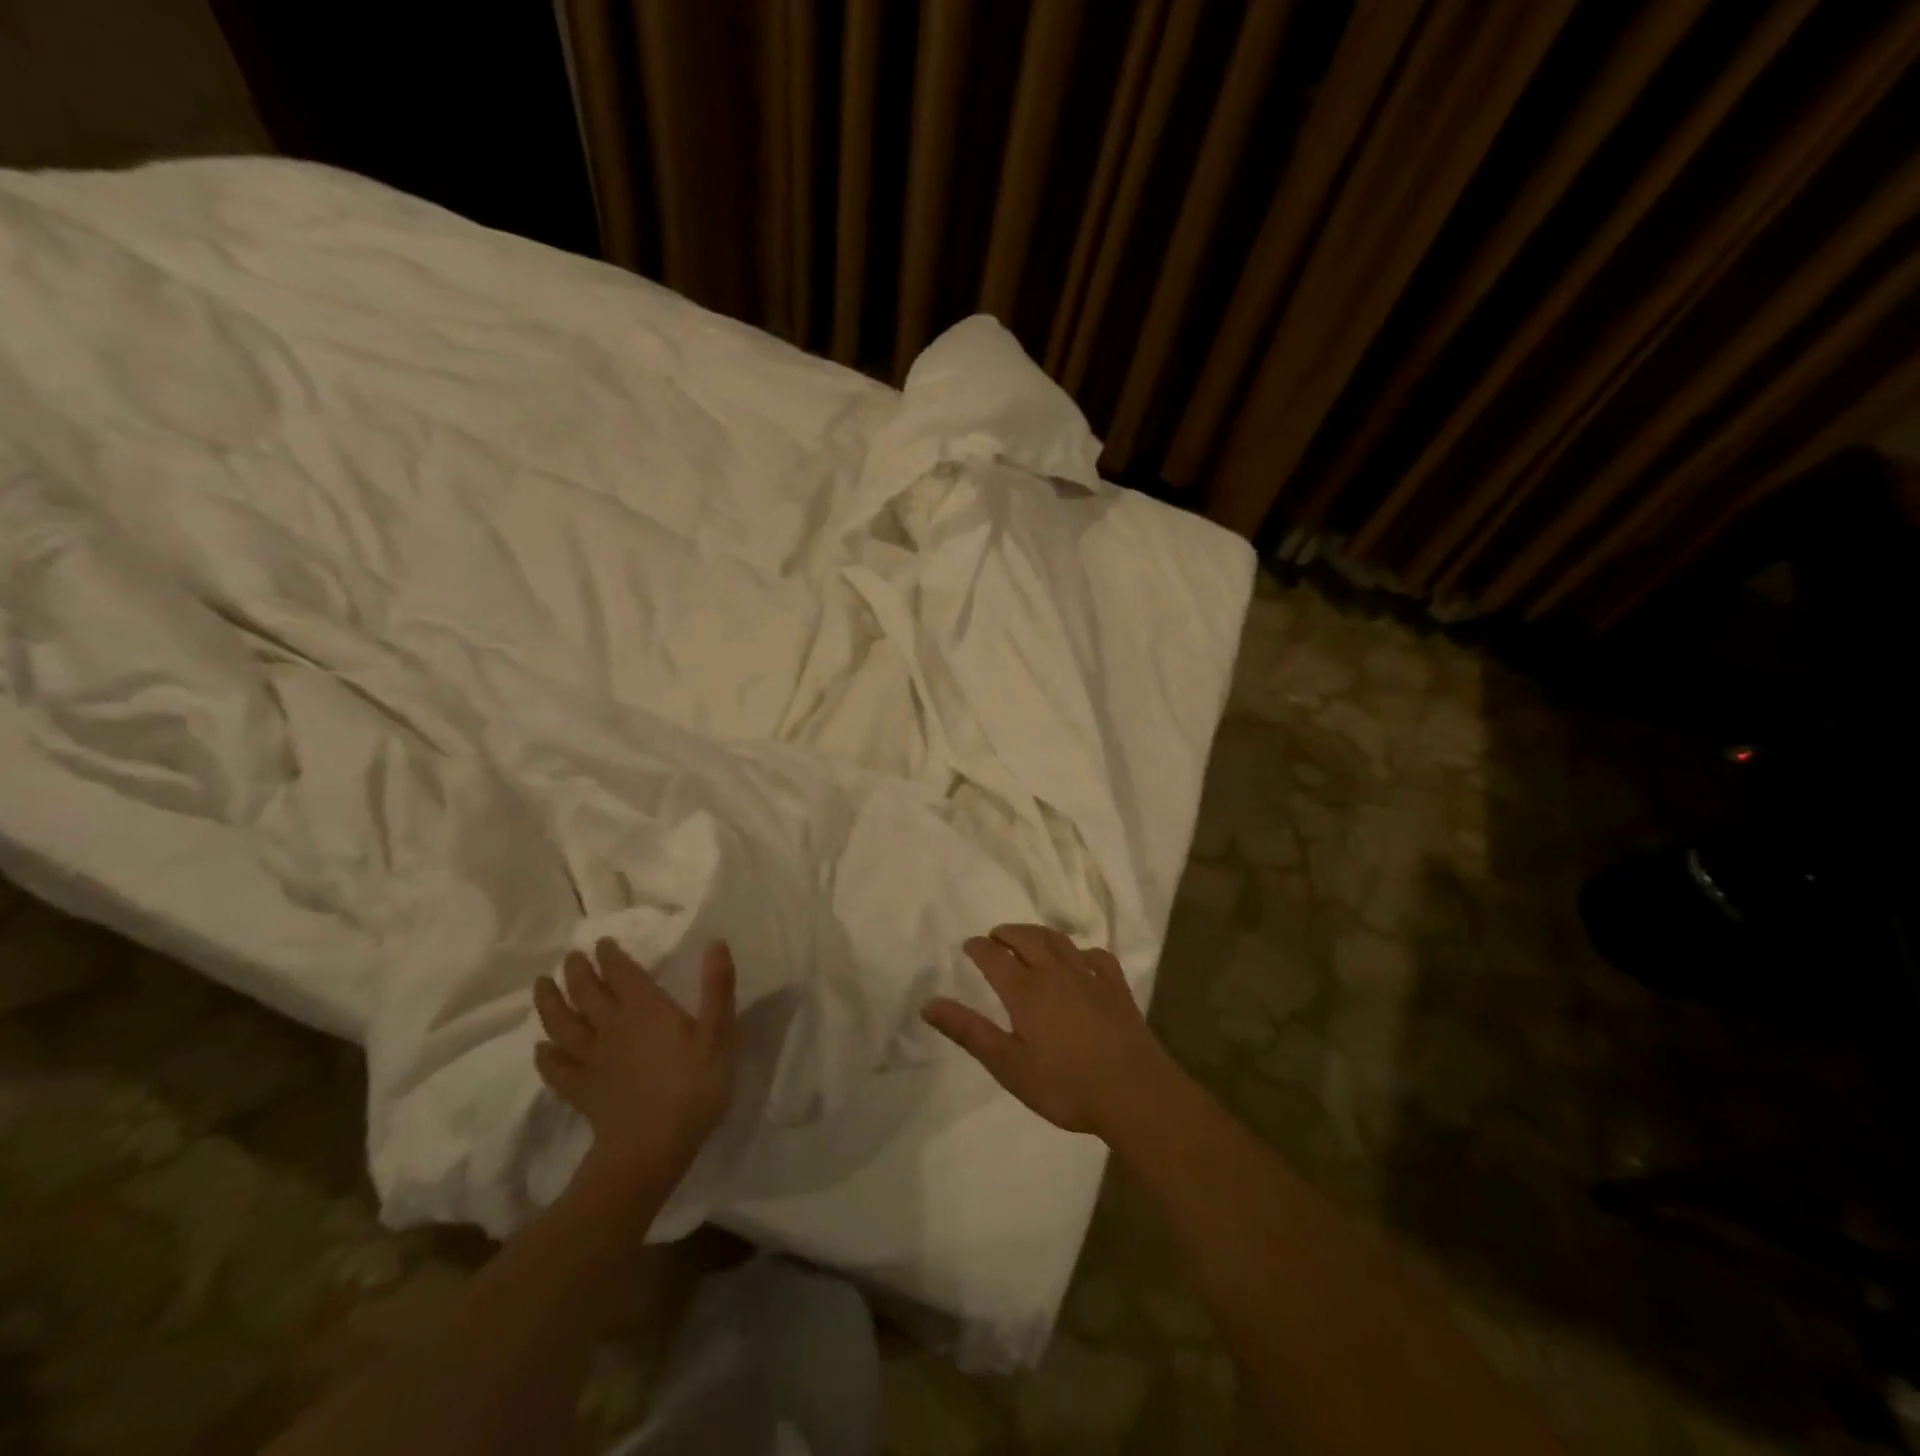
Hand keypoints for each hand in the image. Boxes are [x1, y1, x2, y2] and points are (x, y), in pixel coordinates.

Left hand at [533, 938, 735, 1197]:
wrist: (650, 1151)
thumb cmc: (692, 1088)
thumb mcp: (718, 1035)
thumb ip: (717, 989)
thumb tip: (716, 943)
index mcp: (645, 1009)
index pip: (622, 973)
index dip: (611, 956)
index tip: (602, 942)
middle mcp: (612, 1027)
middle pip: (587, 993)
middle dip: (577, 972)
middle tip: (571, 957)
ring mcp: (592, 1060)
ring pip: (562, 1025)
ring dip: (549, 1003)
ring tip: (541, 986)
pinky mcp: (581, 1090)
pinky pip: (556, 1068)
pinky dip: (545, 1056)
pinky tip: (541, 1049)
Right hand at [921, 924, 1173, 1139]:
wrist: (1134, 1092)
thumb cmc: (1065, 1085)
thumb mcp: (1009, 1065)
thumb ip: (969, 1031)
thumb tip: (929, 1004)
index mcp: (1025, 990)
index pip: (994, 957)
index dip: (978, 948)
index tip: (968, 945)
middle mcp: (1055, 972)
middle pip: (1027, 938)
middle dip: (1007, 933)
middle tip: (995, 936)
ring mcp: (1089, 976)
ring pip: (1059, 941)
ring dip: (1038, 934)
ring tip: (1028, 938)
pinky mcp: (1116, 987)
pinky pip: (1096, 956)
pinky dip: (1081, 951)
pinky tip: (1081, 960)